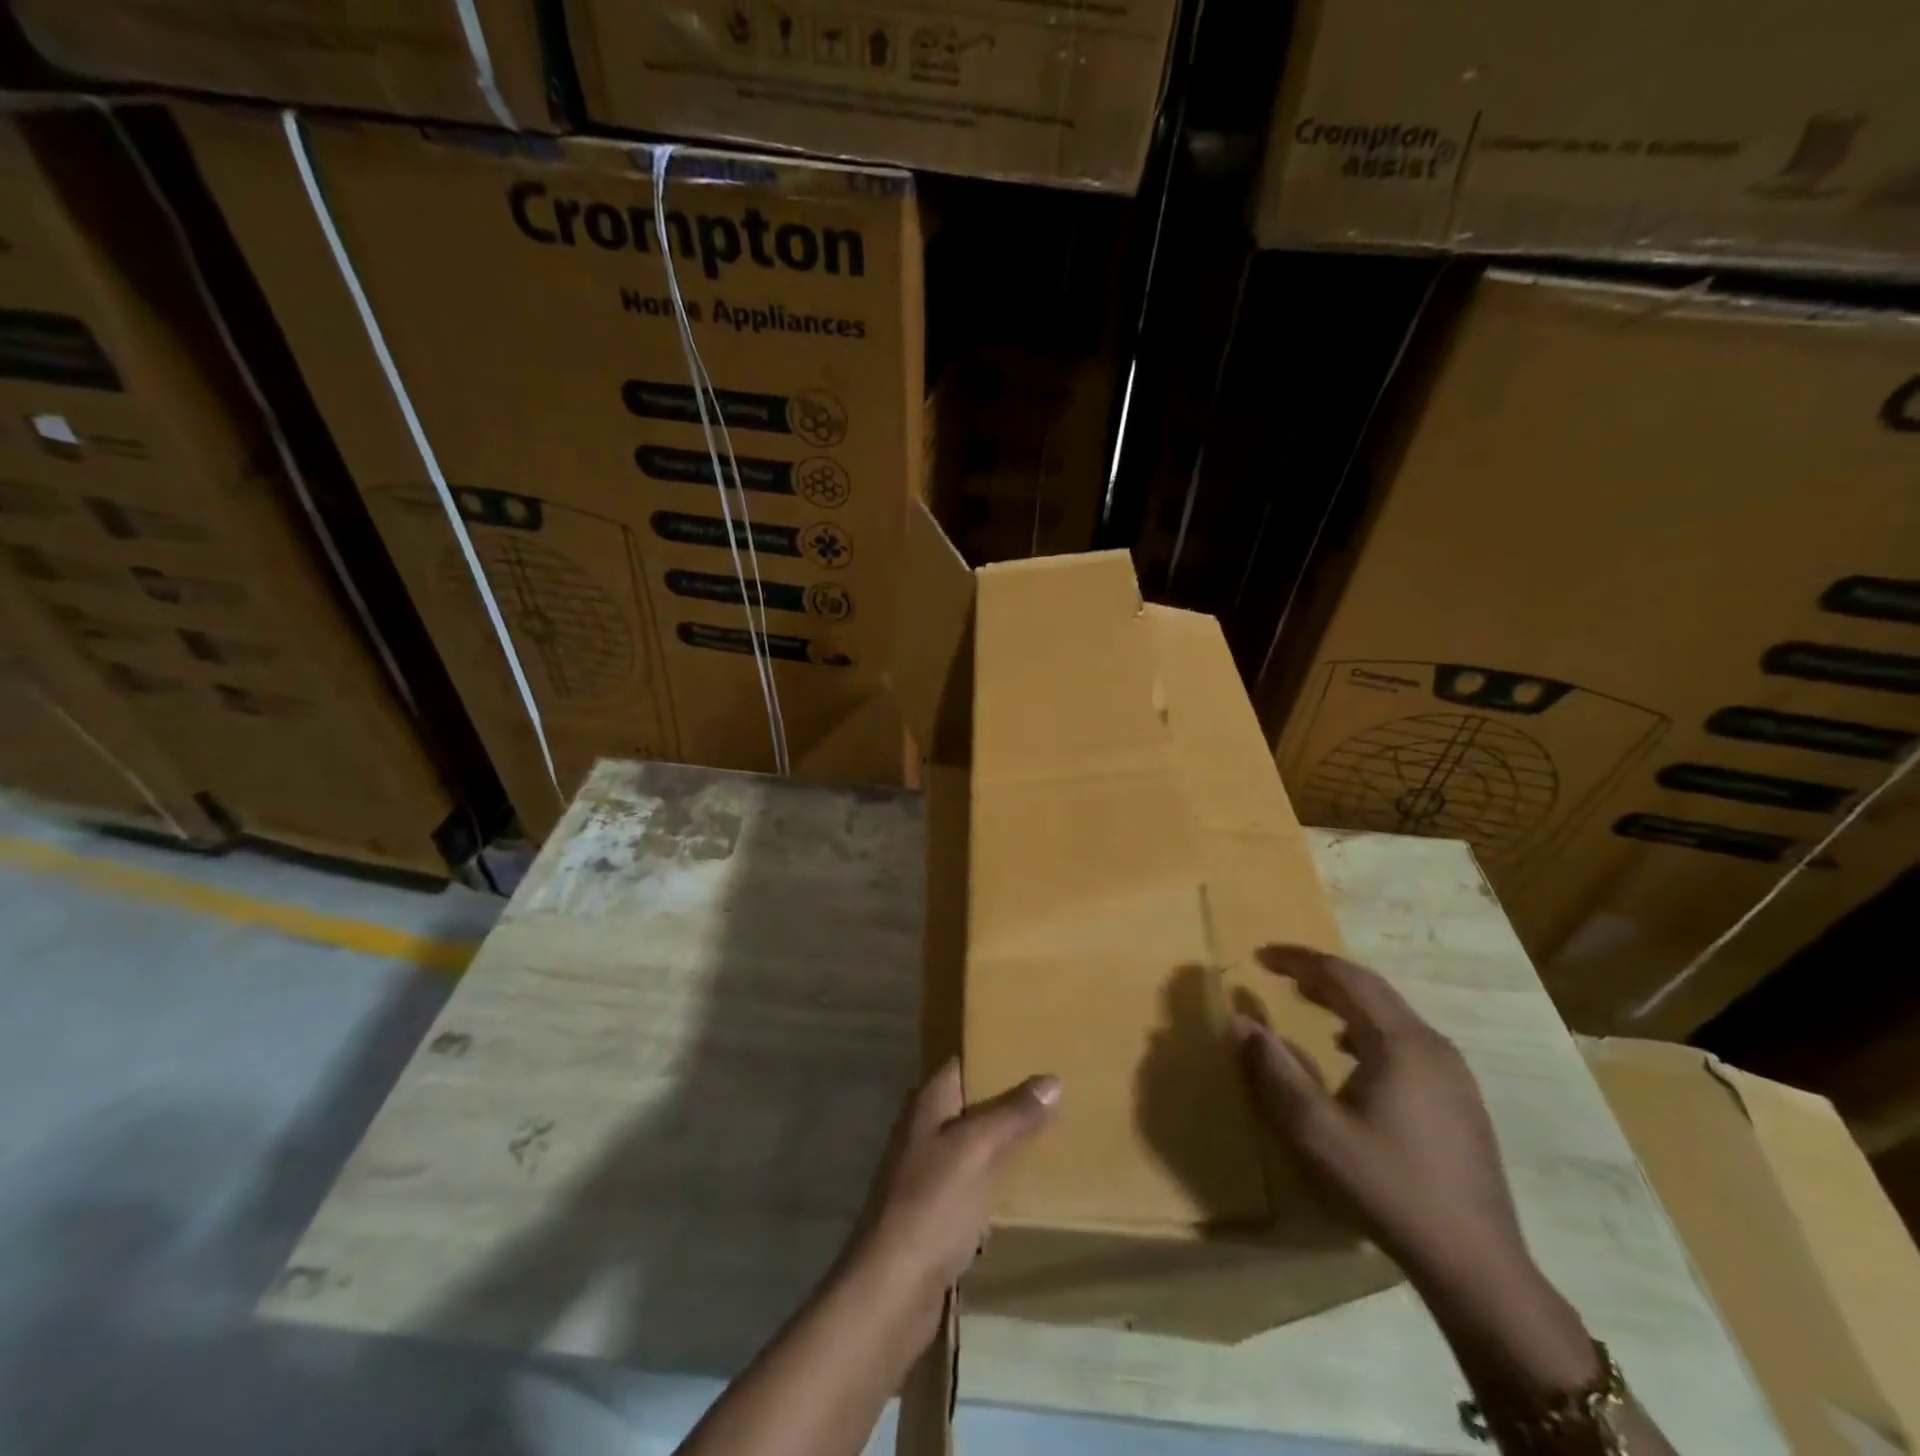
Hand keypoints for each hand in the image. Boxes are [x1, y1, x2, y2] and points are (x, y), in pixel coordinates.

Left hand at [852, 1060, 1058, 1313]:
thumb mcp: (976, 1150)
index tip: (1036, 1051)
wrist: (892, 1291)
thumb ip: (1012, 1114)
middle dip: (1010, 1100)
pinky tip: (1030, 1187)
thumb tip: (1051, 1080)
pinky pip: (976, 1185)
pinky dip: (1000, 1182)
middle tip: (1057, 1093)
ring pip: (976, 1146)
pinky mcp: (938, 1214)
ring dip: (1007, 1143)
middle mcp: (925, 1131)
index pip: (963, 1064)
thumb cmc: (932, 1206)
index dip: (996, 1054)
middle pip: (972, 1104)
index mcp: (928, 1105)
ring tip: (1055, 1134)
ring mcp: (929, 1174)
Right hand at [1232, 945, 1524, 1287]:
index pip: (1343, 977)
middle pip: (1370, 988)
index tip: (1259, 956)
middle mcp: (1432, 1045)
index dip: (1298, 960)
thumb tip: (1239, 1021)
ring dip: (1344, 998)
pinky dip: (1366, 1026)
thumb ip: (1273, 1071)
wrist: (1476, 1264)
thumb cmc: (1388, 1187)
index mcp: (1400, 1042)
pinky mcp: (1459, 1099)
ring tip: (1306, 999)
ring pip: (1390, 1013)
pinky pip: (1404, 1039)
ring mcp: (1452, 1073)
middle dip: (1320, 973)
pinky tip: (1349, 1051)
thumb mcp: (1315, 1131)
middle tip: (1278, 970)